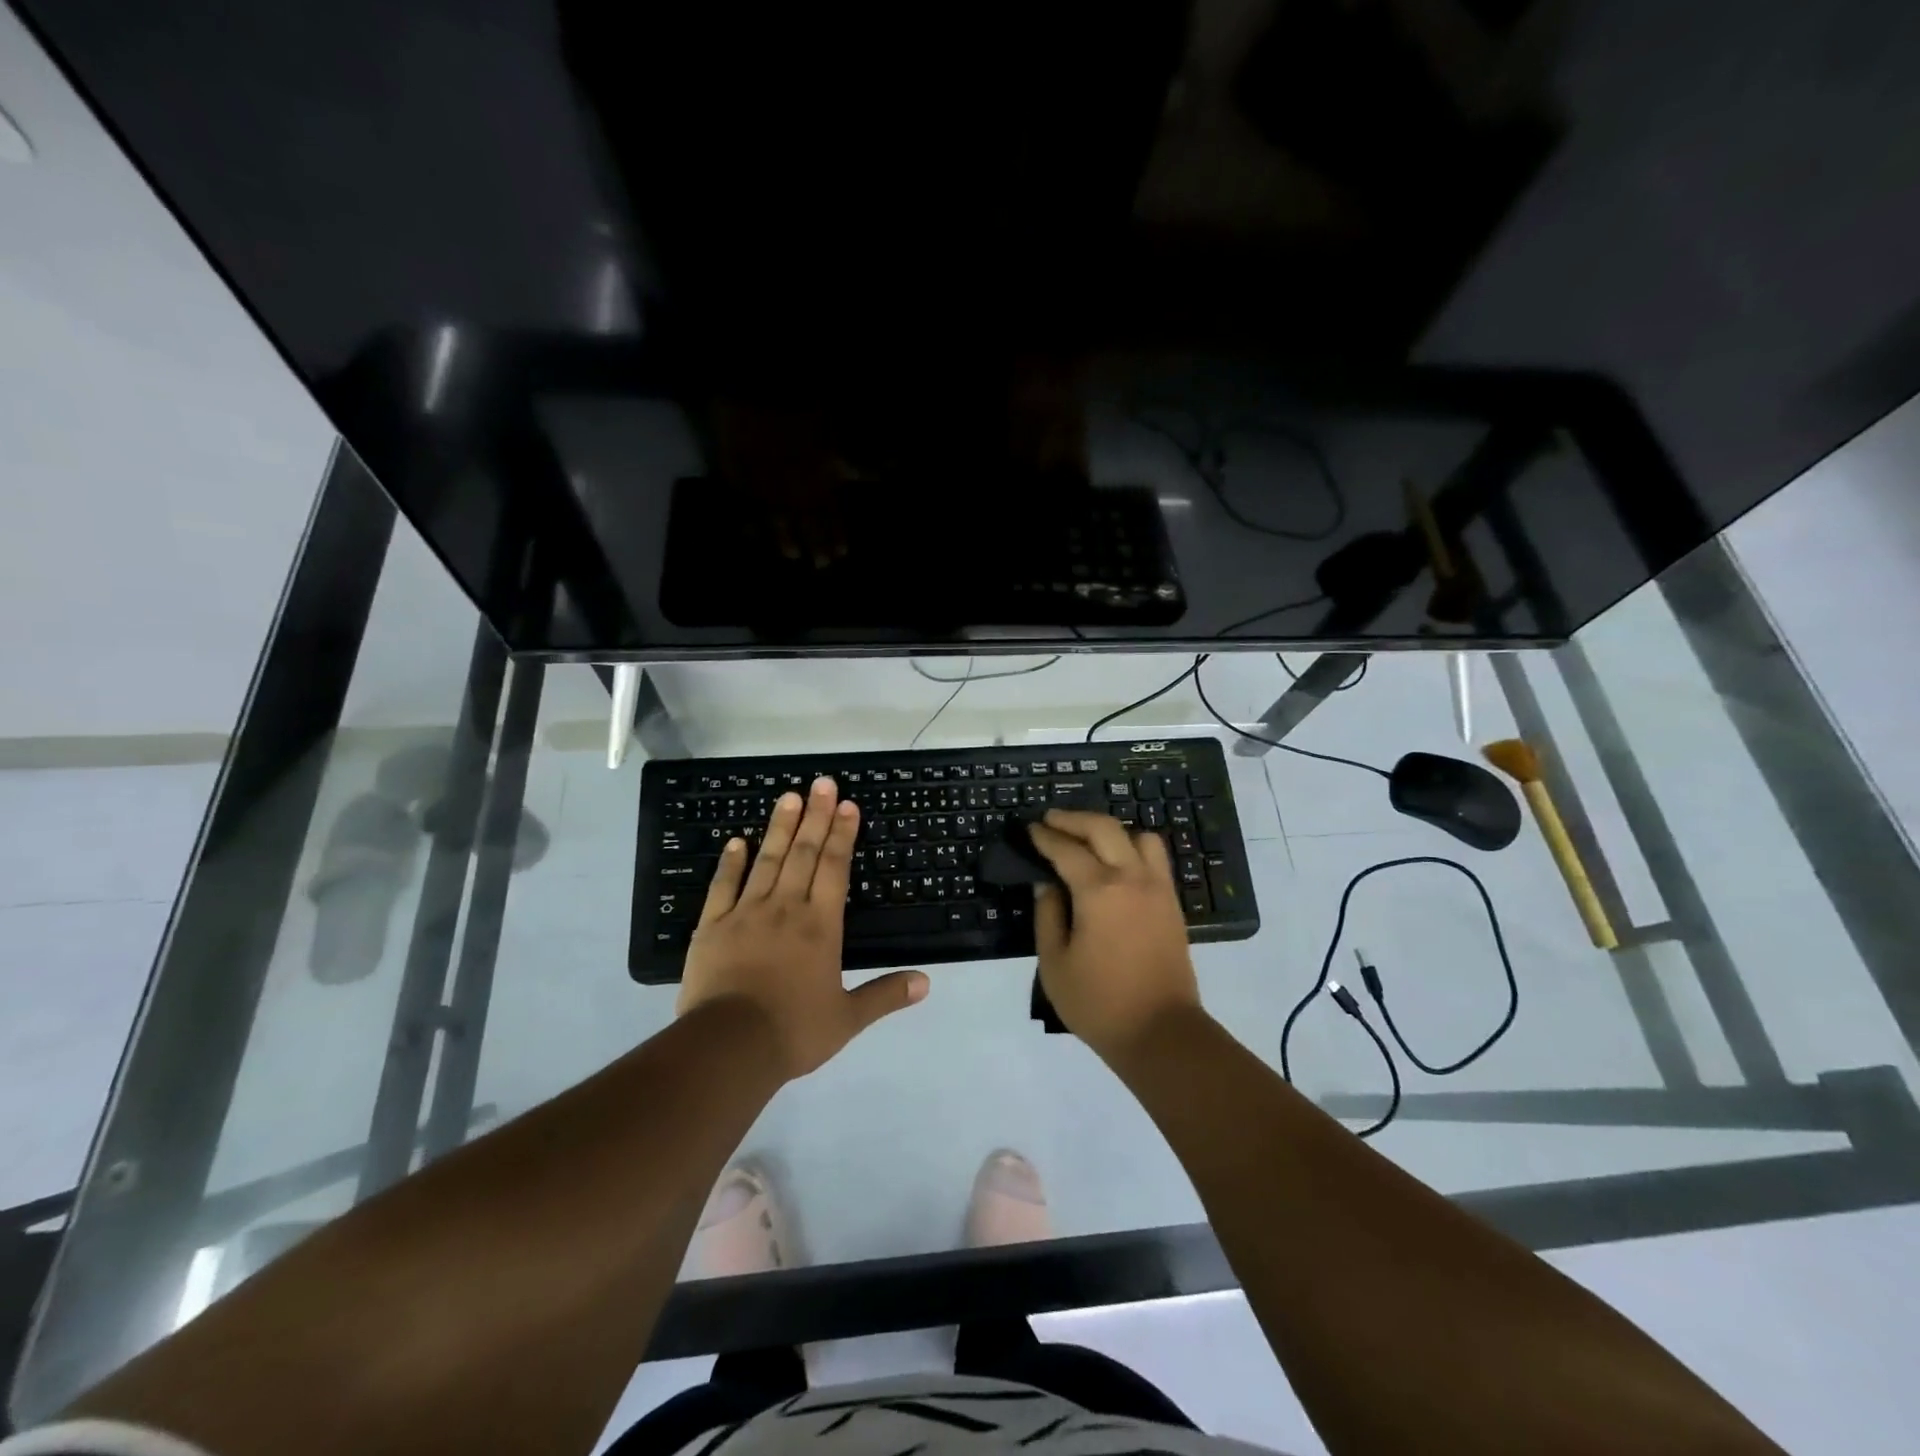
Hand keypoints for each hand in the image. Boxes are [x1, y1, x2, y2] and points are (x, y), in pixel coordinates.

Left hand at [678, 777, 927, 1077]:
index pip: (834, 868)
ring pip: (767, 860)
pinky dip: (731, 862)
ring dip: (780, 827)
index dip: (842, 834)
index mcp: (820, 926)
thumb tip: (926, 983)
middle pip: (803, 854)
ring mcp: (745, 913)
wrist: (729, 1047)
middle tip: (822, 782)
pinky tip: (737, 841)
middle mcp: (786, 908)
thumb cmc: (793, 1031)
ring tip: (789, 796)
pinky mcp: (712, 926)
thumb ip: (885, 995)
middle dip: (815, 816)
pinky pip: (723, 886)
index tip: (847, 805)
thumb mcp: (847, 1018)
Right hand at [1027, 809, 1202, 1061]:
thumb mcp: (1055, 963)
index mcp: (1098, 891)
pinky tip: (1116, 863)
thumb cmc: (1098, 1003)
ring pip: (1138, 836)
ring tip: (1088, 841)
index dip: (1045, 837)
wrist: (1161, 1033)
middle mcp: (1131, 878)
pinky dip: (1133, 847)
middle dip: (1074, 819)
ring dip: (1110, 830)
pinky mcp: (1172, 903)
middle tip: (1051, 820)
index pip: (1066, 850)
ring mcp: (1158, 888)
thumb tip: (1046, 883)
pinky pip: (1155, 858)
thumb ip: (1047, 915)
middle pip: (1104, 828)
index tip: (1030, 828)